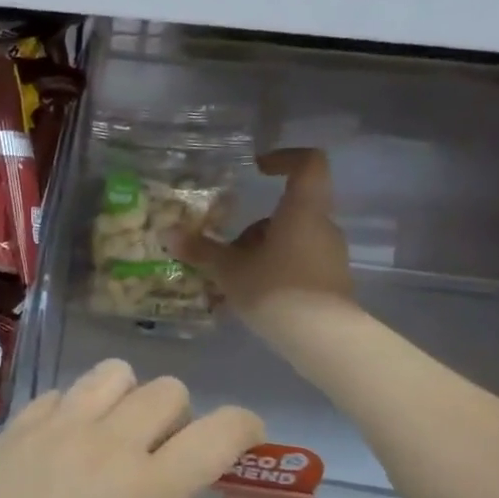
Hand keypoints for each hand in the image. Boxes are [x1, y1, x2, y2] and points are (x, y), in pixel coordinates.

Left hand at [0, 361, 264, 497]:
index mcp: (145, 494)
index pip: (218, 433)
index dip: (243, 427)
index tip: (242, 437)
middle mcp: (107, 446)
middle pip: (167, 390)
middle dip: (178, 415)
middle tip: (158, 451)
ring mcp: (56, 428)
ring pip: (114, 374)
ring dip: (126, 398)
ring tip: (108, 434)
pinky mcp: (16, 426)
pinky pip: (61, 394)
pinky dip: (73, 409)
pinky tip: (56, 444)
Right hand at [177, 148, 354, 348]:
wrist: (322, 338)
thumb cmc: (275, 290)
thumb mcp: (230, 270)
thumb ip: (202, 250)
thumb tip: (168, 234)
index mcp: (302, 210)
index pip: (309, 163)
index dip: (284, 158)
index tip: (258, 169)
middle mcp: (322, 226)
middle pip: (289, 211)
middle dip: (255, 227)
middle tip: (227, 248)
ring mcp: (329, 254)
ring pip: (291, 240)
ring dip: (261, 252)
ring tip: (232, 280)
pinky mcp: (330, 281)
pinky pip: (297, 264)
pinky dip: (274, 272)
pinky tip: (250, 297)